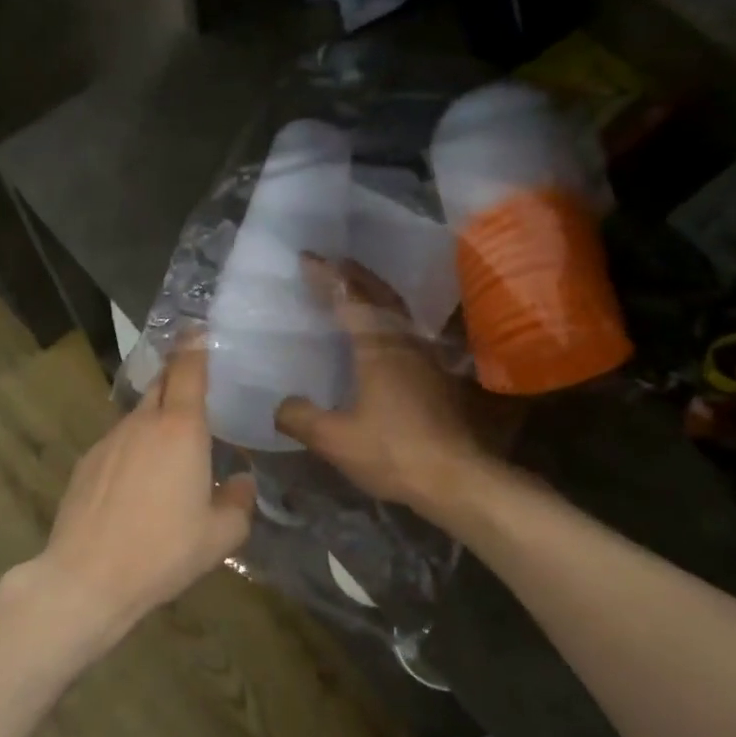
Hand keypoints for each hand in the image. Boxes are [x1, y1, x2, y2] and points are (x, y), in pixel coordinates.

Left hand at [33, 343, 255, 649]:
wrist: (87, 577)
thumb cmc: (163, 552)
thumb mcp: (221, 535)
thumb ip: (239, 502)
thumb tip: (241, 481)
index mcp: (180, 430)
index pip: (188, 369)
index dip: (196, 345)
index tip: (201, 330)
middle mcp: (142, 424)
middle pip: (161, 383)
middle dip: (178, 378)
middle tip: (198, 392)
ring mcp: (108, 441)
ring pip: (139, 415)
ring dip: (157, 420)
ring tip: (171, 452)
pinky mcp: (86, 462)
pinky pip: (118, 442)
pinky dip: (134, 448)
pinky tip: (138, 484)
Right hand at [275, 256, 489, 516]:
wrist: (456, 477)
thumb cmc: (393, 452)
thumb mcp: (335, 440)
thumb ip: (301, 418)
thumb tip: (280, 405)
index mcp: (377, 348)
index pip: (349, 299)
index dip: (327, 277)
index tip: (307, 259)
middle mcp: (405, 343)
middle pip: (380, 296)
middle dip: (355, 276)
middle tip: (332, 265)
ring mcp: (425, 358)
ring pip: (398, 314)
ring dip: (374, 296)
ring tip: (353, 294)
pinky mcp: (437, 377)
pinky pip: (406, 333)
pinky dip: (386, 322)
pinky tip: (379, 339)